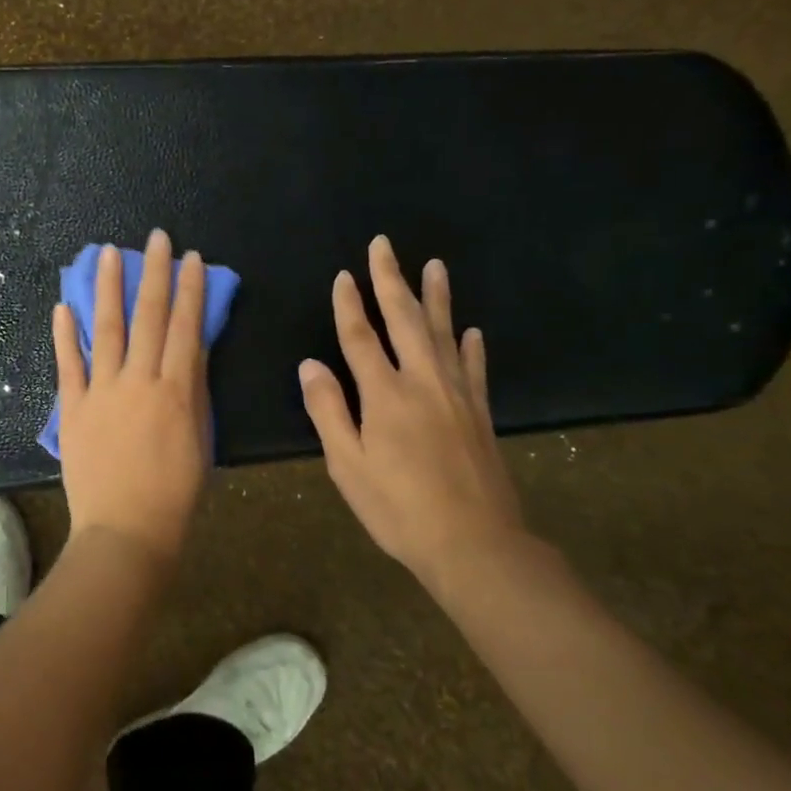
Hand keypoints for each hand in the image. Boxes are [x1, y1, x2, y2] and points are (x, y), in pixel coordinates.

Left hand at [53, 230, 211, 565]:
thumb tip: (190, 349)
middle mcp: (139, 380)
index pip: (185, 326)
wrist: (126, 530)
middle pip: (148, 316)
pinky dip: (64, 334)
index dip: (189, 289)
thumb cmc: (174, 494)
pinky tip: (63, 305)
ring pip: (107, 328)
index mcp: (176, 389)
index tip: (191, 258)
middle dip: (155, 273)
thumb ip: (193, 391)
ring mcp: (102, 391)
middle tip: (156, 238)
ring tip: (108, 253)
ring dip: (109, 288)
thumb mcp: (199, 440)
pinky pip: (68, 364)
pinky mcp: (74, 407)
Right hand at [299, 236, 531, 591]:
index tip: (344, 275)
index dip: (349, 305)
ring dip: (436, 298)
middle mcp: (423, 382)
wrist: (474, 544)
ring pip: (443, 333)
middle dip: (391, 280)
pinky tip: (471, 330)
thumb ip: (328, 410)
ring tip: (434, 266)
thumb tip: (309, 365)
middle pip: (404, 320)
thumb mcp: (347, 465)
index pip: (360, 337)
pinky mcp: (480, 414)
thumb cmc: (398, 508)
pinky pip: (474, 368)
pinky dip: (470, 346)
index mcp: (384, 394)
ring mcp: (457, 395)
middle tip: (385, 245)